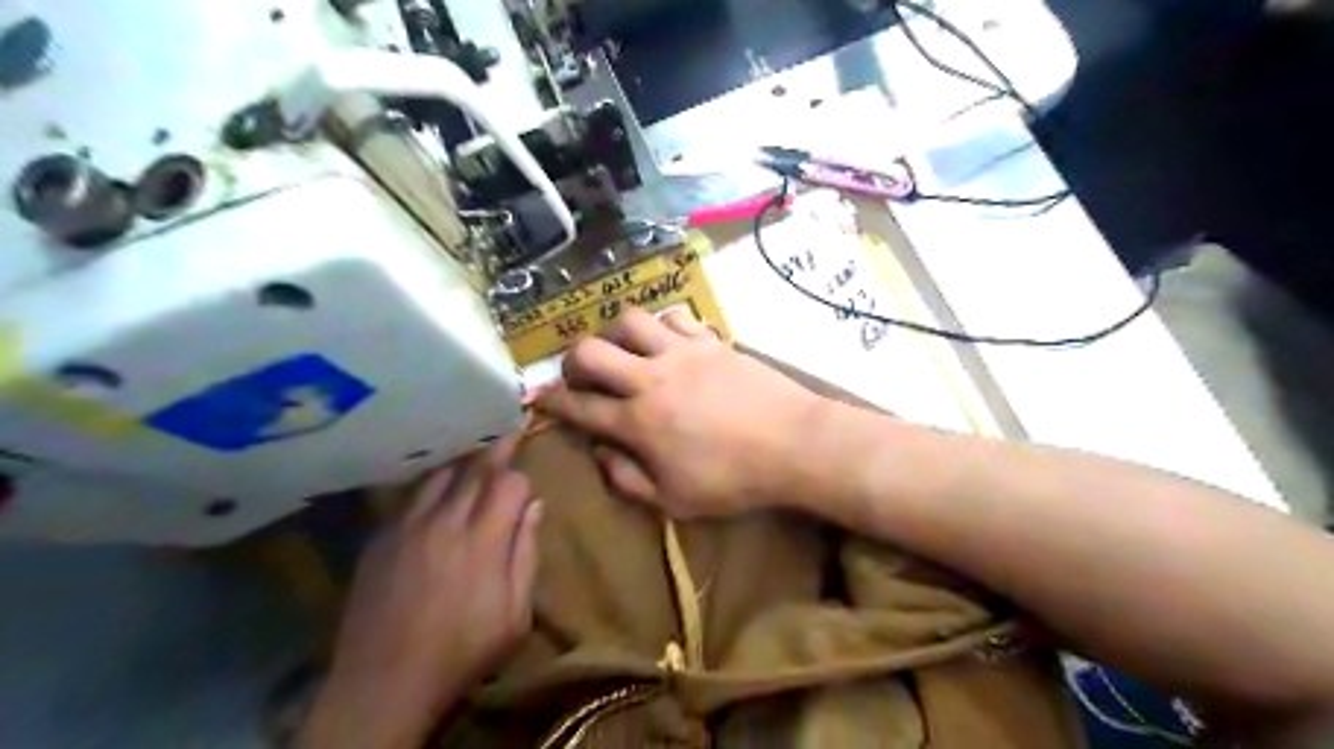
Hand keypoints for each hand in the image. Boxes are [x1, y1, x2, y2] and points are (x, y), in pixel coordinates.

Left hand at [303, 436, 539, 748]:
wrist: (385, 682)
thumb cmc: (462, 652)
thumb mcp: (515, 615)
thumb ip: (526, 554)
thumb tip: (535, 507)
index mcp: (484, 541)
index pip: (509, 484)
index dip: (521, 479)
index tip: (527, 481)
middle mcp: (445, 522)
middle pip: (475, 469)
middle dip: (496, 448)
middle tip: (507, 424)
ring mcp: (408, 526)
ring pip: (439, 474)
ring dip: (461, 458)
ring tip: (473, 442)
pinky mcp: (382, 537)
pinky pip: (410, 494)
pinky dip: (430, 480)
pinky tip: (435, 478)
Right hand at [534, 307, 830, 516]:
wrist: (792, 443)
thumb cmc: (734, 480)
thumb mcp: (676, 501)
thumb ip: (628, 479)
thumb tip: (600, 453)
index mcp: (638, 422)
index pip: (579, 407)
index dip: (553, 404)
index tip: (543, 401)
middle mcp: (650, 379)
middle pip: (590, 351)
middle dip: (572, 361)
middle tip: (581, 375)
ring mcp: (681, 353)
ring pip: (630, 321)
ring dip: (617, 335)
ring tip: (626, 352)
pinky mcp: (710, 341)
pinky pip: (674, 317)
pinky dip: (661, 326)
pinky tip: (666, 342)